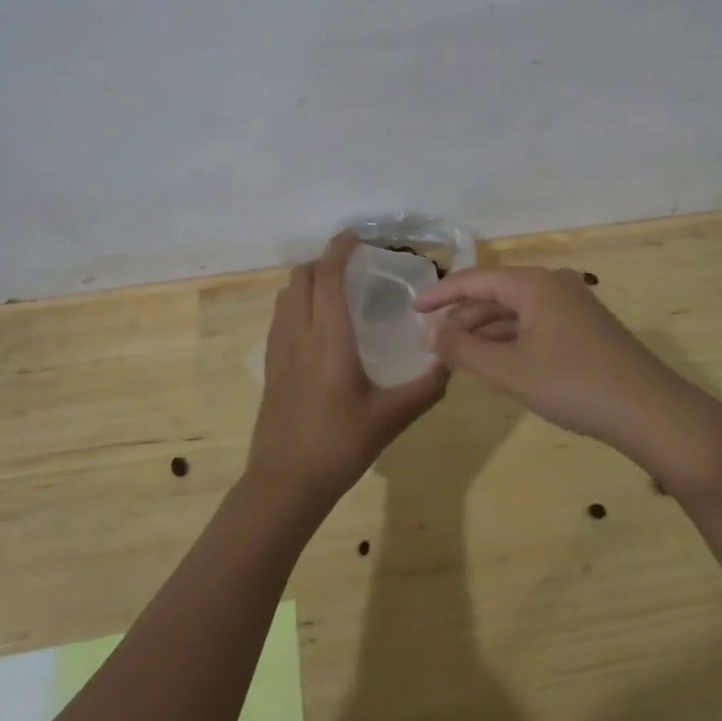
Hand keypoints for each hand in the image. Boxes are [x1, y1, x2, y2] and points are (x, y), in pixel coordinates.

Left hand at [247, 232, 448, 514]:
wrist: (285, 483)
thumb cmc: (340, 444)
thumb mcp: (392, 417)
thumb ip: (427, 386)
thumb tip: (451, 360)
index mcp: (329, 337)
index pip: (326, 275)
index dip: (339, 249)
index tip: (356, 236)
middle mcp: (299, 333)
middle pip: (301, 277)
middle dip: (323, 261)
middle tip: (351, 265)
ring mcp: (278, 349)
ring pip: (286, 295)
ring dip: (307, 281)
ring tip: (334, 290)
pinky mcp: (270, 366)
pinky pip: (280, 317)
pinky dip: (296, 303)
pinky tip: (317, 326)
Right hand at [415, 266, 721, 488]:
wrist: (651, 412)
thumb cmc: (575, 386)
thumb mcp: (511, 371)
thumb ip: (465, 350)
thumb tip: (431, 334)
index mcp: (533, 284)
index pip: (475, 280)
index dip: (441, 294)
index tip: (412, 309)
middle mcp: (553, 284)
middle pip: (495, 293)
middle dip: (462, 316)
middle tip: (431, 340)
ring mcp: (572, 304)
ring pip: (516, 310)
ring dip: (485, 330)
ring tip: (456, 353)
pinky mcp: (584, 327)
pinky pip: (535, 323)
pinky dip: (510, 338)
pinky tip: (495, 359)